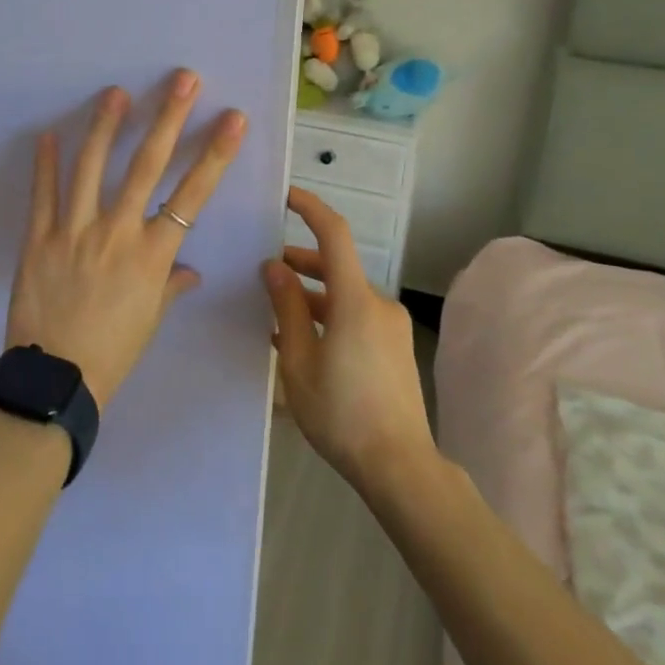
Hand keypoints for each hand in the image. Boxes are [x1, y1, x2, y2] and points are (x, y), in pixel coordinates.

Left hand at [7, 71, 247, 409]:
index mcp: (152, 254)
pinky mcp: (38, 238)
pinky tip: (49, 133)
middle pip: (148, 165)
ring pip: (92, 167)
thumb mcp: (150, 319)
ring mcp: (74, 231)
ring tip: (115, 92)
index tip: (231, 118)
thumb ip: (170, 286)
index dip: (215, 153)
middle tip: (182, 79)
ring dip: (106, 125)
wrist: (55, 381)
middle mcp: (118, 232)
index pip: (192, 194)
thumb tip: (188, 271)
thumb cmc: (113, 352)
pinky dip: (45, 163)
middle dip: (168, 118)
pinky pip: (43, 194)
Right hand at [263, 187, 434, 491]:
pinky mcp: (394, 346)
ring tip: (276, 313)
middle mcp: (377, 303)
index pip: (334, 234)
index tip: (285, 197)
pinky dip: (329, 315)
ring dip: (313, 294)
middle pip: (336, 266)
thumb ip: (286, 308)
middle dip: (300, 263)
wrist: (400, 467)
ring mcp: (390, 325)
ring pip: (345, 294)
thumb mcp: (299, 361)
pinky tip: (304, 341)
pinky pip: (357, 316)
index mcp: (354, 300)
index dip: (310, 208)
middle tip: (265, 272)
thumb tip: (274, 267)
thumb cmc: (341, 413)